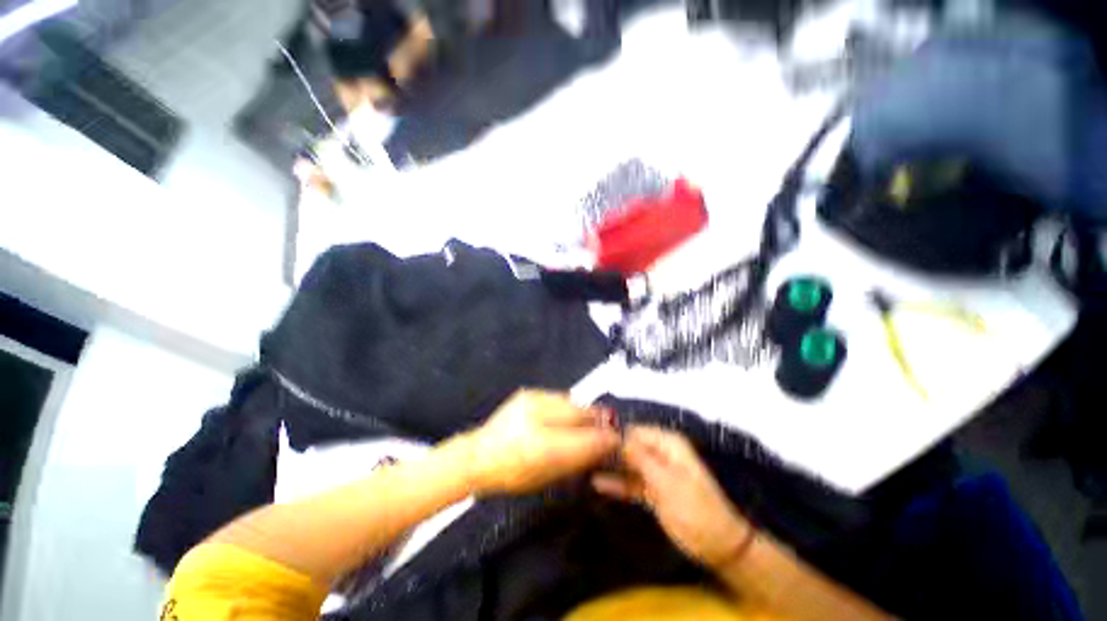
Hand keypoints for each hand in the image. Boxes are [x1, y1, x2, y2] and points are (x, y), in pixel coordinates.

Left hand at [459, 390, 619, 493]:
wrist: (478, 454)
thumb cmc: (511, 475)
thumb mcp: (546, 476)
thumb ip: (578, 459)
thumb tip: (604, 447)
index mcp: (539, 446)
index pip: (584, 438)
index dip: (605, 438)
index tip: (618, 439)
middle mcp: (536, 416)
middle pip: (580, 412)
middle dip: (598, 419)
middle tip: (610, 426)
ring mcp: (531, 399)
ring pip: (572, 401)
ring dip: (584, 411)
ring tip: (590, 421)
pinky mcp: (528, 392)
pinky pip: (559, 397)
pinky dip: (569, 406)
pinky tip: (568, 415)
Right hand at [592, 426, 751, 568]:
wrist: (718, 545)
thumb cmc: (695, 507)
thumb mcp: (666, 481)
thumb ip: (640, 457)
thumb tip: (616, 437)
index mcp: (667, 444)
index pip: (634, 430)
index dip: (614, 433)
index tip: (591, 437)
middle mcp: (659, 453)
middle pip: (629, 446)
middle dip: (609, 449)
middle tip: (583, 453)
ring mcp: (654, 473)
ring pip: (628, 464)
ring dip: (610, 465)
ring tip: (584, 464)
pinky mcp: (651, 491)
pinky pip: (630, 483)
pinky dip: (617, 483)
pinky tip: (597, 482)